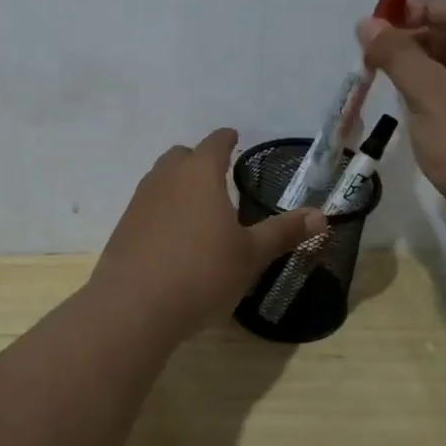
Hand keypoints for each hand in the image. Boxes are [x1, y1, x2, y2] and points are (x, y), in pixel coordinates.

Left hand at [91, 128, 325, 339]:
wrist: (133, 307)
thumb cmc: (202, 272)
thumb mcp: (251, 255)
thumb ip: (283, 232)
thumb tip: (322, 215)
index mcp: (199, 173)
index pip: (215, 143)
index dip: (227, 139)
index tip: (234, 138)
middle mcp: (165, 178)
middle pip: (181, 156)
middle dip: (199, 161)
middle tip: (218, 178)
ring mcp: (139, 202)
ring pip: (160, 180)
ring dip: (178, 186)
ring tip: (198, 210)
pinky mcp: (123, 228)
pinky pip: (147, 207)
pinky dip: (162, 212)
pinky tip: (173, 239)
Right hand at [356, 0, 445, 250]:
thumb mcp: (428, 92)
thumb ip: (397, 54)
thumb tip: (368, 23)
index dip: (422, 9)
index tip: (384, 23)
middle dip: (417, 41)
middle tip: (377, 55)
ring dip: (422, 71)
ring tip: (386, 82)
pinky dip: (433, 98)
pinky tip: (409, 112)